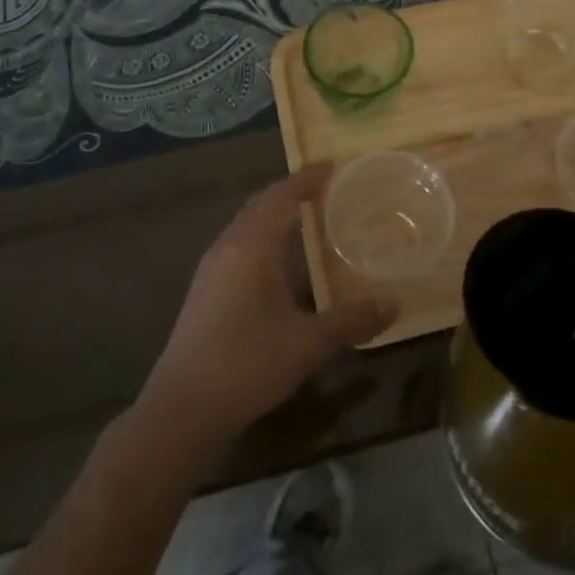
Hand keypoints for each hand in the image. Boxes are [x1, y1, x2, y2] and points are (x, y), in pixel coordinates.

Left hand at [139, 166, 396, 454]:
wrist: (181, 409)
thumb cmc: (246, 364)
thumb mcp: (307, 344)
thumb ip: (351, 321)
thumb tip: (393, 304)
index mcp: (252, 247)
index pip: (281, 196)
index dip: (306, 178)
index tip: (331, 165)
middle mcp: (228, 247)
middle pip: (260, 204)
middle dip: (289, 191)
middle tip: (322, 186)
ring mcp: (211, 269)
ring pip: (245, 224)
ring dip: (272, 212)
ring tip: (302, 214)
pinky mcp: (204, 290)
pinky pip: (237, 243)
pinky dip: (260, 234)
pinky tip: (274, 258)